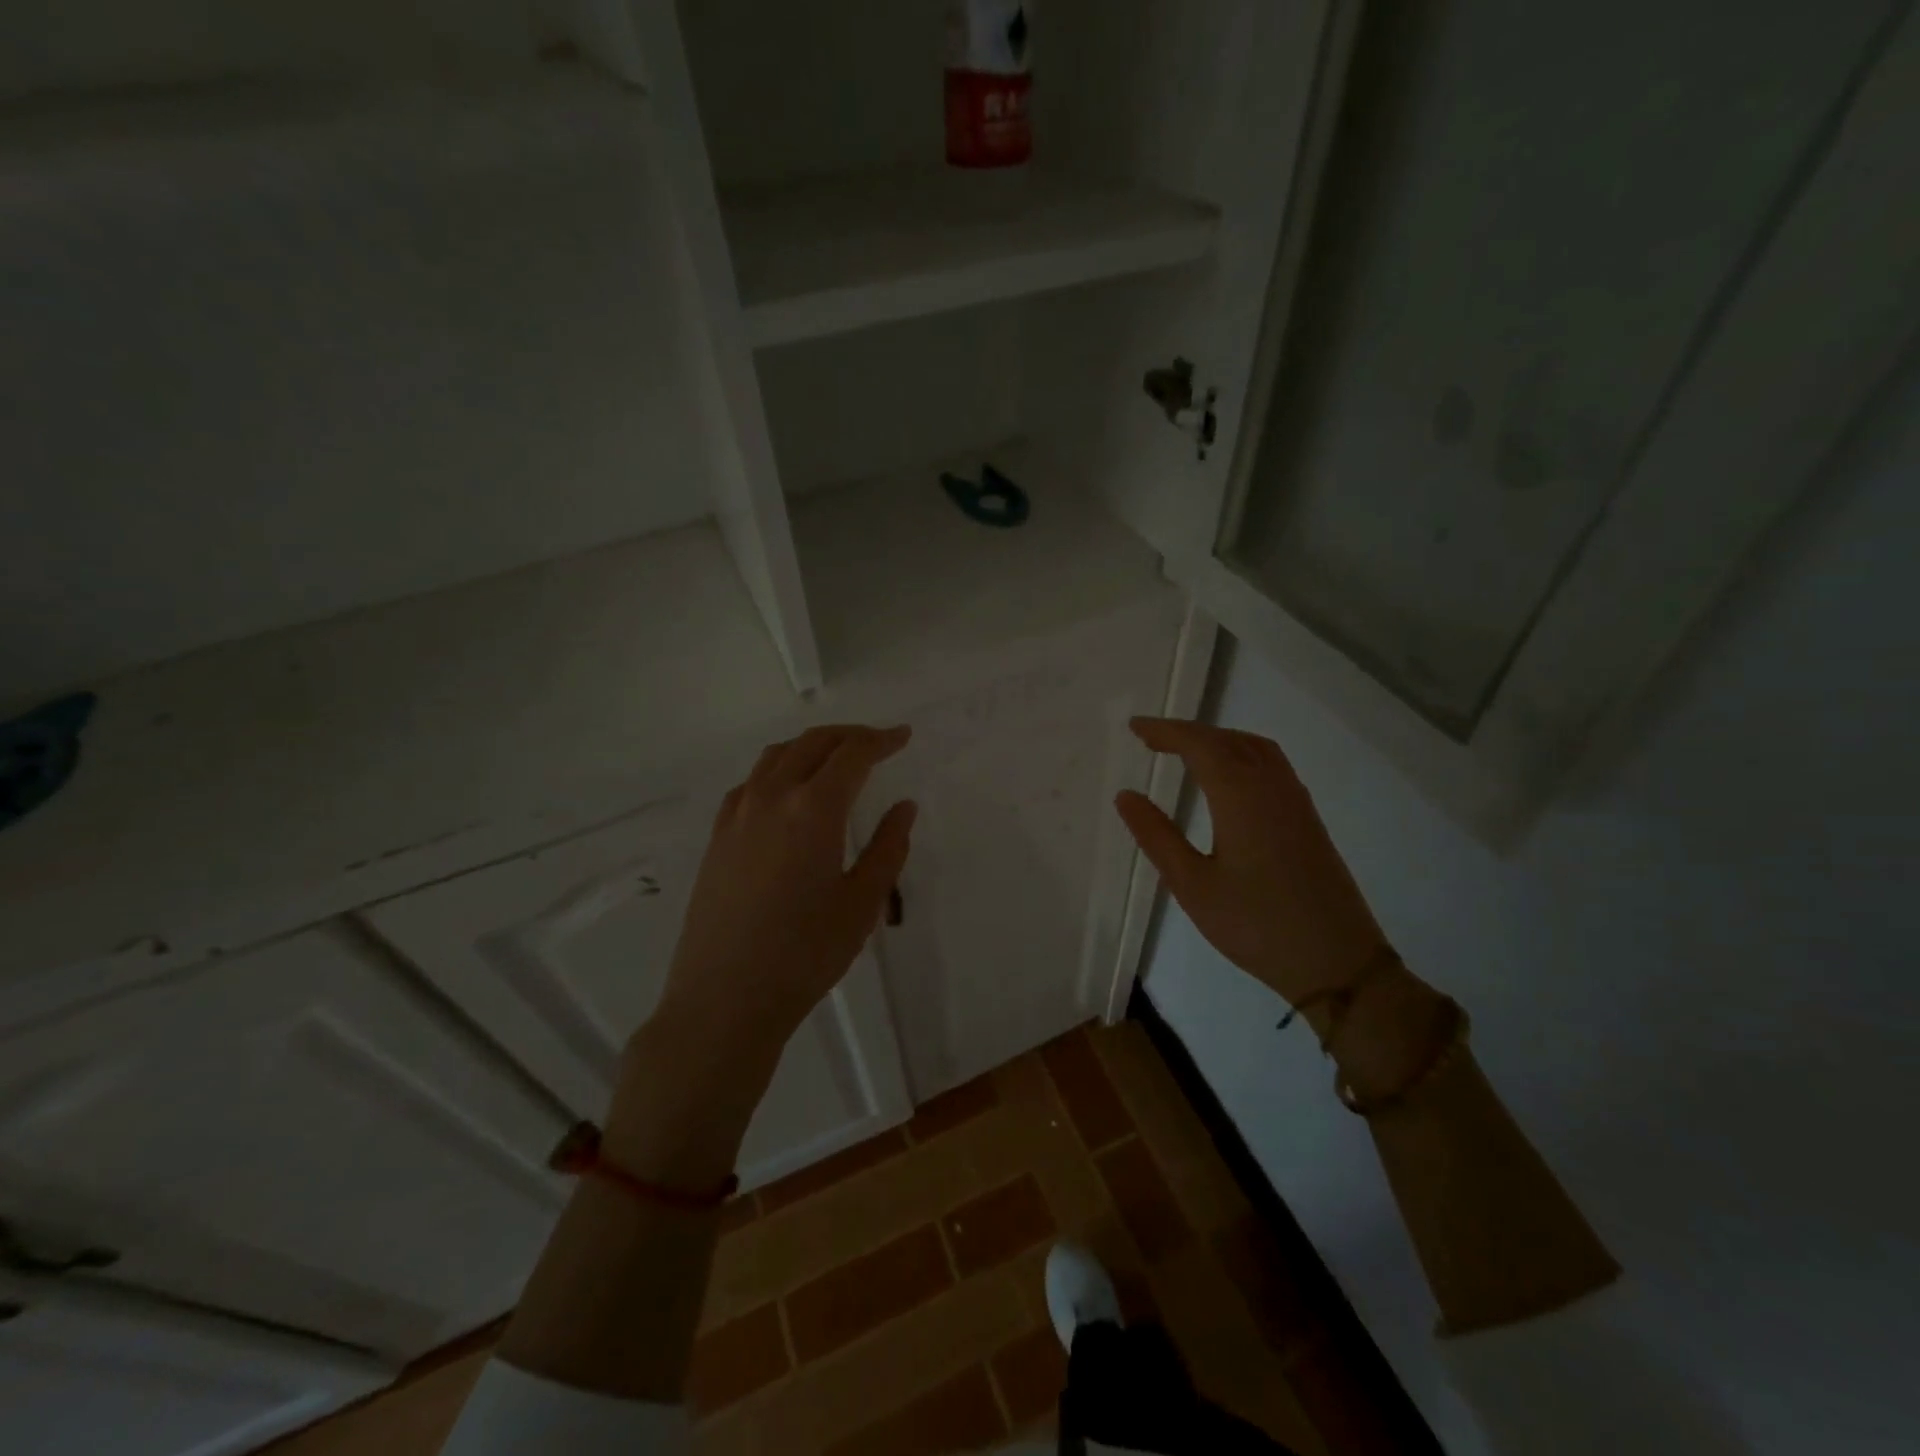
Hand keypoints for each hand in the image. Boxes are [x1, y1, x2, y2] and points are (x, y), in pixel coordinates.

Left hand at [655, 723, 916, 1072]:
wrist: (724, 999)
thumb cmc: (805, 955)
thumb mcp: (862, 903)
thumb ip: (887, 848)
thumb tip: (903, 807)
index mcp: (813, 810)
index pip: (853, 755)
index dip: (882, 740)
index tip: (904, 737)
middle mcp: (771, 798)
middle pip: (812, 743)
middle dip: (849, 736)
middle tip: (878, 743)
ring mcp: (737, 815)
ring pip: (776, 757)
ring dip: (811, 747)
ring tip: (835, 760)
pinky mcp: (716, 837)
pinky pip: (750, 783)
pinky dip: (777, 771)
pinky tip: (787, 794)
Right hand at [1114, 717, 1389, 1008]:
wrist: (1338, 963)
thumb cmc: (1256, 926)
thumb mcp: (1193, 885)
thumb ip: (1157, 836)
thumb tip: (1126, 795)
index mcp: (1241, 797)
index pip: (1200, 745)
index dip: (1165, 731)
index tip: (1134, 727)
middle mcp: (1272, 787)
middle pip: (1228, 739)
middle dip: (1188, 732)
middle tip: (1150, 739)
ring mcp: (1296, 802)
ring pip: (1255, 748)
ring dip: (1217, 739)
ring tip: (1185, 751)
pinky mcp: (1308, 819)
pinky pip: (1271, 765)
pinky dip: (1241, 753)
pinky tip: (1228, 778)